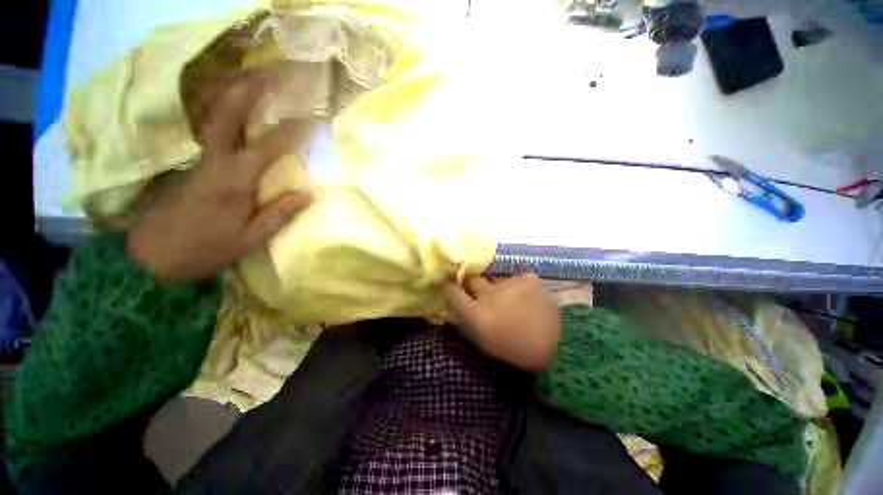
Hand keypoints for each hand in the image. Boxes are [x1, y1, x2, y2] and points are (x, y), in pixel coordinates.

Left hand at [128, 69, 311, 282]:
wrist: (154, 256)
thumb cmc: (206, 249)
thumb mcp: (249, 238)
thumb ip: (279, 214)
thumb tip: (308, 195)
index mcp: (233, 181)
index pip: (268, 147)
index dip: (291, 131)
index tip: (311, 118)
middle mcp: (215, 162)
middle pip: (226, 116)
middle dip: (247, 92)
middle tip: (269, 75)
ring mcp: (201, 161)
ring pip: (215, 119)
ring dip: (234, 97)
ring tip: (255, 82)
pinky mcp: (195, 167)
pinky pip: (213, 133)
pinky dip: (226, 116)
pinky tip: (238, 112)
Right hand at [443, 274, 561, 371]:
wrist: (557, 347)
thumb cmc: (513, 349)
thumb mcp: (482, 341)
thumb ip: (463, 320)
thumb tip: (451, 305)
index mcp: (476, 314)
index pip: (451, 290)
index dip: (447, 286)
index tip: (447, 284)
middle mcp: (490, 294)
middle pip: (471, 278)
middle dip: (470, 283)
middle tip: (477, 291)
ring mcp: (510, 283)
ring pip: (493, 279)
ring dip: (494, 287)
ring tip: (505, 299)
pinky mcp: (527, 278)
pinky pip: (511, 279)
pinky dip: (512, 287)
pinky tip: (521, 298)